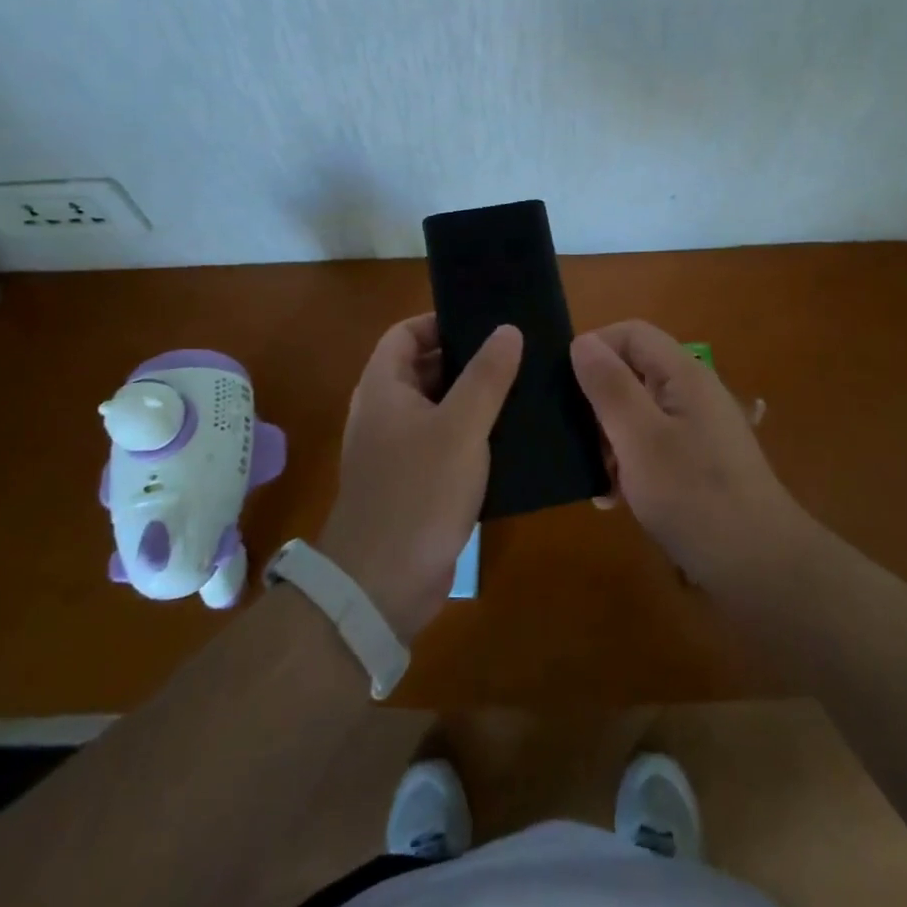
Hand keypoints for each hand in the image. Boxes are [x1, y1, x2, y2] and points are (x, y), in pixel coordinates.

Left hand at [318, 316, 521, 642]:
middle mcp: (385, 412)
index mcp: (384, 387)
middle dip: (467, 360)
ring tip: (523, 389)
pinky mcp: (414, 482)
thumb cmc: (419, 492)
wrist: (383, 585)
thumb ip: (486, 376)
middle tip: (516, 354)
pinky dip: (471, 434)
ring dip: (474, 399)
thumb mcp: (461, 427)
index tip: (486, 323)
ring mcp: (398, 450)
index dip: (441, 322)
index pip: (406, 333)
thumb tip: (508, 329)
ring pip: (439, 407)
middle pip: (425, 368)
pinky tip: (511, 437)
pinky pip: (444, 442)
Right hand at [571, 320, 811, 589]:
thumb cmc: (694, 497)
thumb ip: (610, 386)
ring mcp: (699, 428)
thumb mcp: (639, 438)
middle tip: (576, 440)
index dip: (595, 348)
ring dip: (610, 438)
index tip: (565, 387)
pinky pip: (653, 444)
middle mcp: (693, 392)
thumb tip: (582, 342)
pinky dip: (630, 463)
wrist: (761, 569)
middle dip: (599, 401)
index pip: (631, 333)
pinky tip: (616, 498)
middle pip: (633, 372)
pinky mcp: (699, 461)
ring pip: (638, 412)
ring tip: (597, 478)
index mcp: (683, 374)